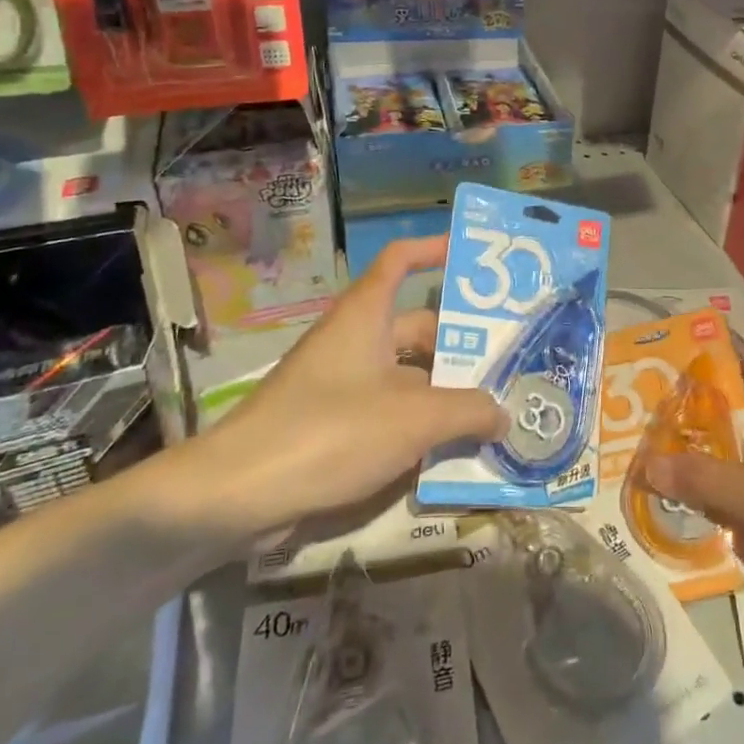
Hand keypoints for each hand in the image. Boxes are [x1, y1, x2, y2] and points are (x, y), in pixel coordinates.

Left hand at [155, 237, 505, 551]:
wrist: (235, 495)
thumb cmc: (329, 431)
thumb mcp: (413, 419)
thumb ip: (467, 411)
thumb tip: (504, 414)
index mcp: (365, 316)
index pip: (401, 260)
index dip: (434, 249)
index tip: (472, 257)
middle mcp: (353, 341)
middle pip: (415, 328)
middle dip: (459, 344)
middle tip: (508, 362)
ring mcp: (340, 384)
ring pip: (405, 376)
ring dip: (443, 391)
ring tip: (493, 410)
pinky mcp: (330, 425)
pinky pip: (387, 411)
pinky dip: (418, 423)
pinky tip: (450, 449)